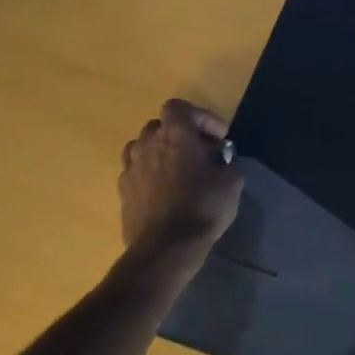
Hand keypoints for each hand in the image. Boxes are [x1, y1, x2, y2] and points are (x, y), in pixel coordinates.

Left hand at [118, 99, 242, 249]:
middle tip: (200, 152)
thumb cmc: (203, 207)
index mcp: (176, 135)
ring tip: (177, 170)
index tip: (219, 137)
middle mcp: (148, 144)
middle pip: (160, 126)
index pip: (179, 107)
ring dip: (160, 152)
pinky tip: (163, 192)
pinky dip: (149, 174)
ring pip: (143, 147)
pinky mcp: (122, 192)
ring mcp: (131, 168)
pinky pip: (135, 172)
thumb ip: (226, 162)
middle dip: (180, 134)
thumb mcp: (231, 182)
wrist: (165, 248)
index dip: (201, 117)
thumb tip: (220, 160)